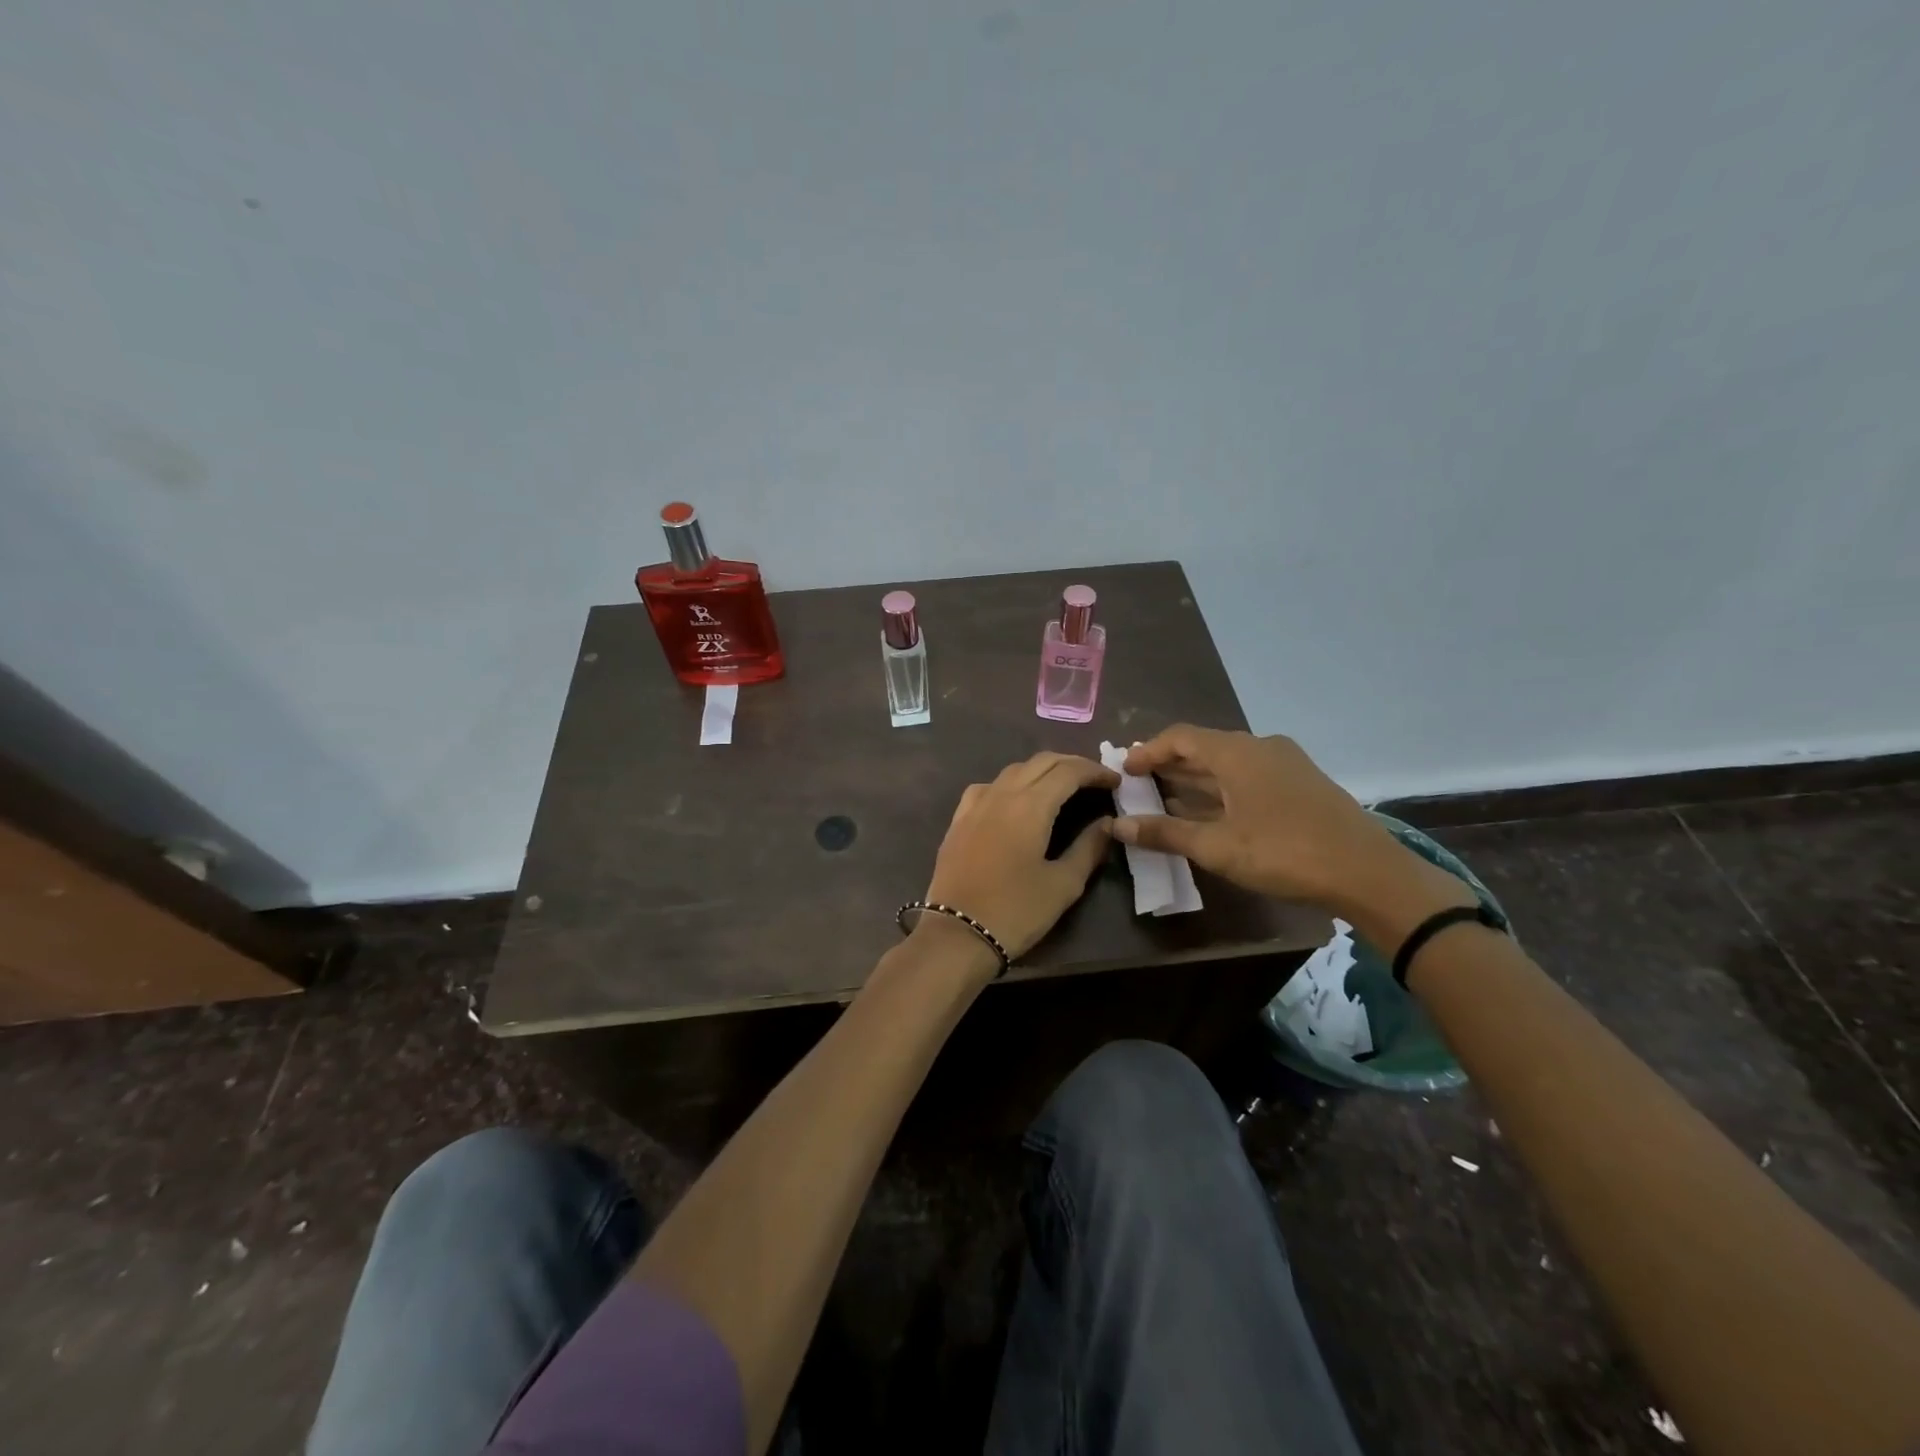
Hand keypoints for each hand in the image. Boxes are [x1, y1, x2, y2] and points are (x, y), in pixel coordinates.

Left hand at [921, 752, 1118, 962]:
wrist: (957, 934)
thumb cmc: (1016, 911)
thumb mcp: (1063, 884)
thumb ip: (1088, 848)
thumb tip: (1107, 823)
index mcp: (1030, 805)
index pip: (1068, 771)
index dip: (1095, 770)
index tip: (1116, 781)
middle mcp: (1001, 793)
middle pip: (1041, 761)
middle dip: (1071, 764)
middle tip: (1095, 780)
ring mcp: (975, 804)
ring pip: (1014, 770)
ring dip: (1042, 770)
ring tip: (1062, 787)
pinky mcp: (958, 819)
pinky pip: (989, 786)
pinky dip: (1012, 784)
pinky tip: (1017, 801)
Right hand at [1114, 725, 1457, 918]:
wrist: (1367, 872)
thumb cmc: (1284, 852)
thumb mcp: (1217, 847)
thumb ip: (1165, 833)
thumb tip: (1117, 826)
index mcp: (1237, 752)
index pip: (1180, 737)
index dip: (1148, 751)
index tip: (1124, 770)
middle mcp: (1260, 747)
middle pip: (1204, 747)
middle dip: (1169, 765)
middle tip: (1139, 784)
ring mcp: (1285, 764)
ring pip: (1228, 764)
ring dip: (1195, 780)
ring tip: (1165, 799)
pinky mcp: (1301, 785)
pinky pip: (1248, 777)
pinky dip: (1221, 789)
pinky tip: (1209, 814)